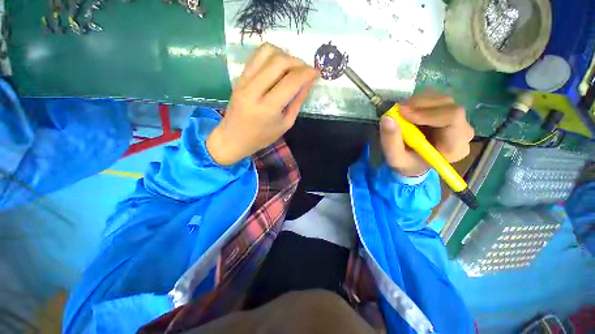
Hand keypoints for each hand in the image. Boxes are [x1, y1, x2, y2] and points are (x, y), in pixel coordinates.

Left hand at [207, 43, 318, 164]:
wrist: (233, 138)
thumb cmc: (262, 137)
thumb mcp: (285, 124)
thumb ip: (298, 101)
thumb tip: (309, 82)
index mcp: (268, 108)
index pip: (291, 81)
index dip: (307, 73)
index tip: (316, 73)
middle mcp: (254, 90)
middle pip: (280, 62)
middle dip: (298, 62)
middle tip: (306, 71)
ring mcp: (244, 81)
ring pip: (267, 52)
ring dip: (285, 55)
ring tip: (292, 67)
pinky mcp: (239, 77)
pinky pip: (257, 56)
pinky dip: (272, 55)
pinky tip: (278, 66)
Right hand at [379, 90, 474, 176]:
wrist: (413, 162)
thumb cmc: (407, 163)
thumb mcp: (395, 158)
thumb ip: (390, 141)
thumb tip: (387, 118)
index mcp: (455, 146)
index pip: (452, 117)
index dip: (427, 112)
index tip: (402, 113)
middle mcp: (463, 130)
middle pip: (447, 105)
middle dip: (419, 105)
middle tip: (397, 111)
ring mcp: (458, 119)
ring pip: (440, 99)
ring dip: (417, 102)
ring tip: (401, 114)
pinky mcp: (448, 112)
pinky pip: (436, 98)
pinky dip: (418, 101)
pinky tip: (408, 112)